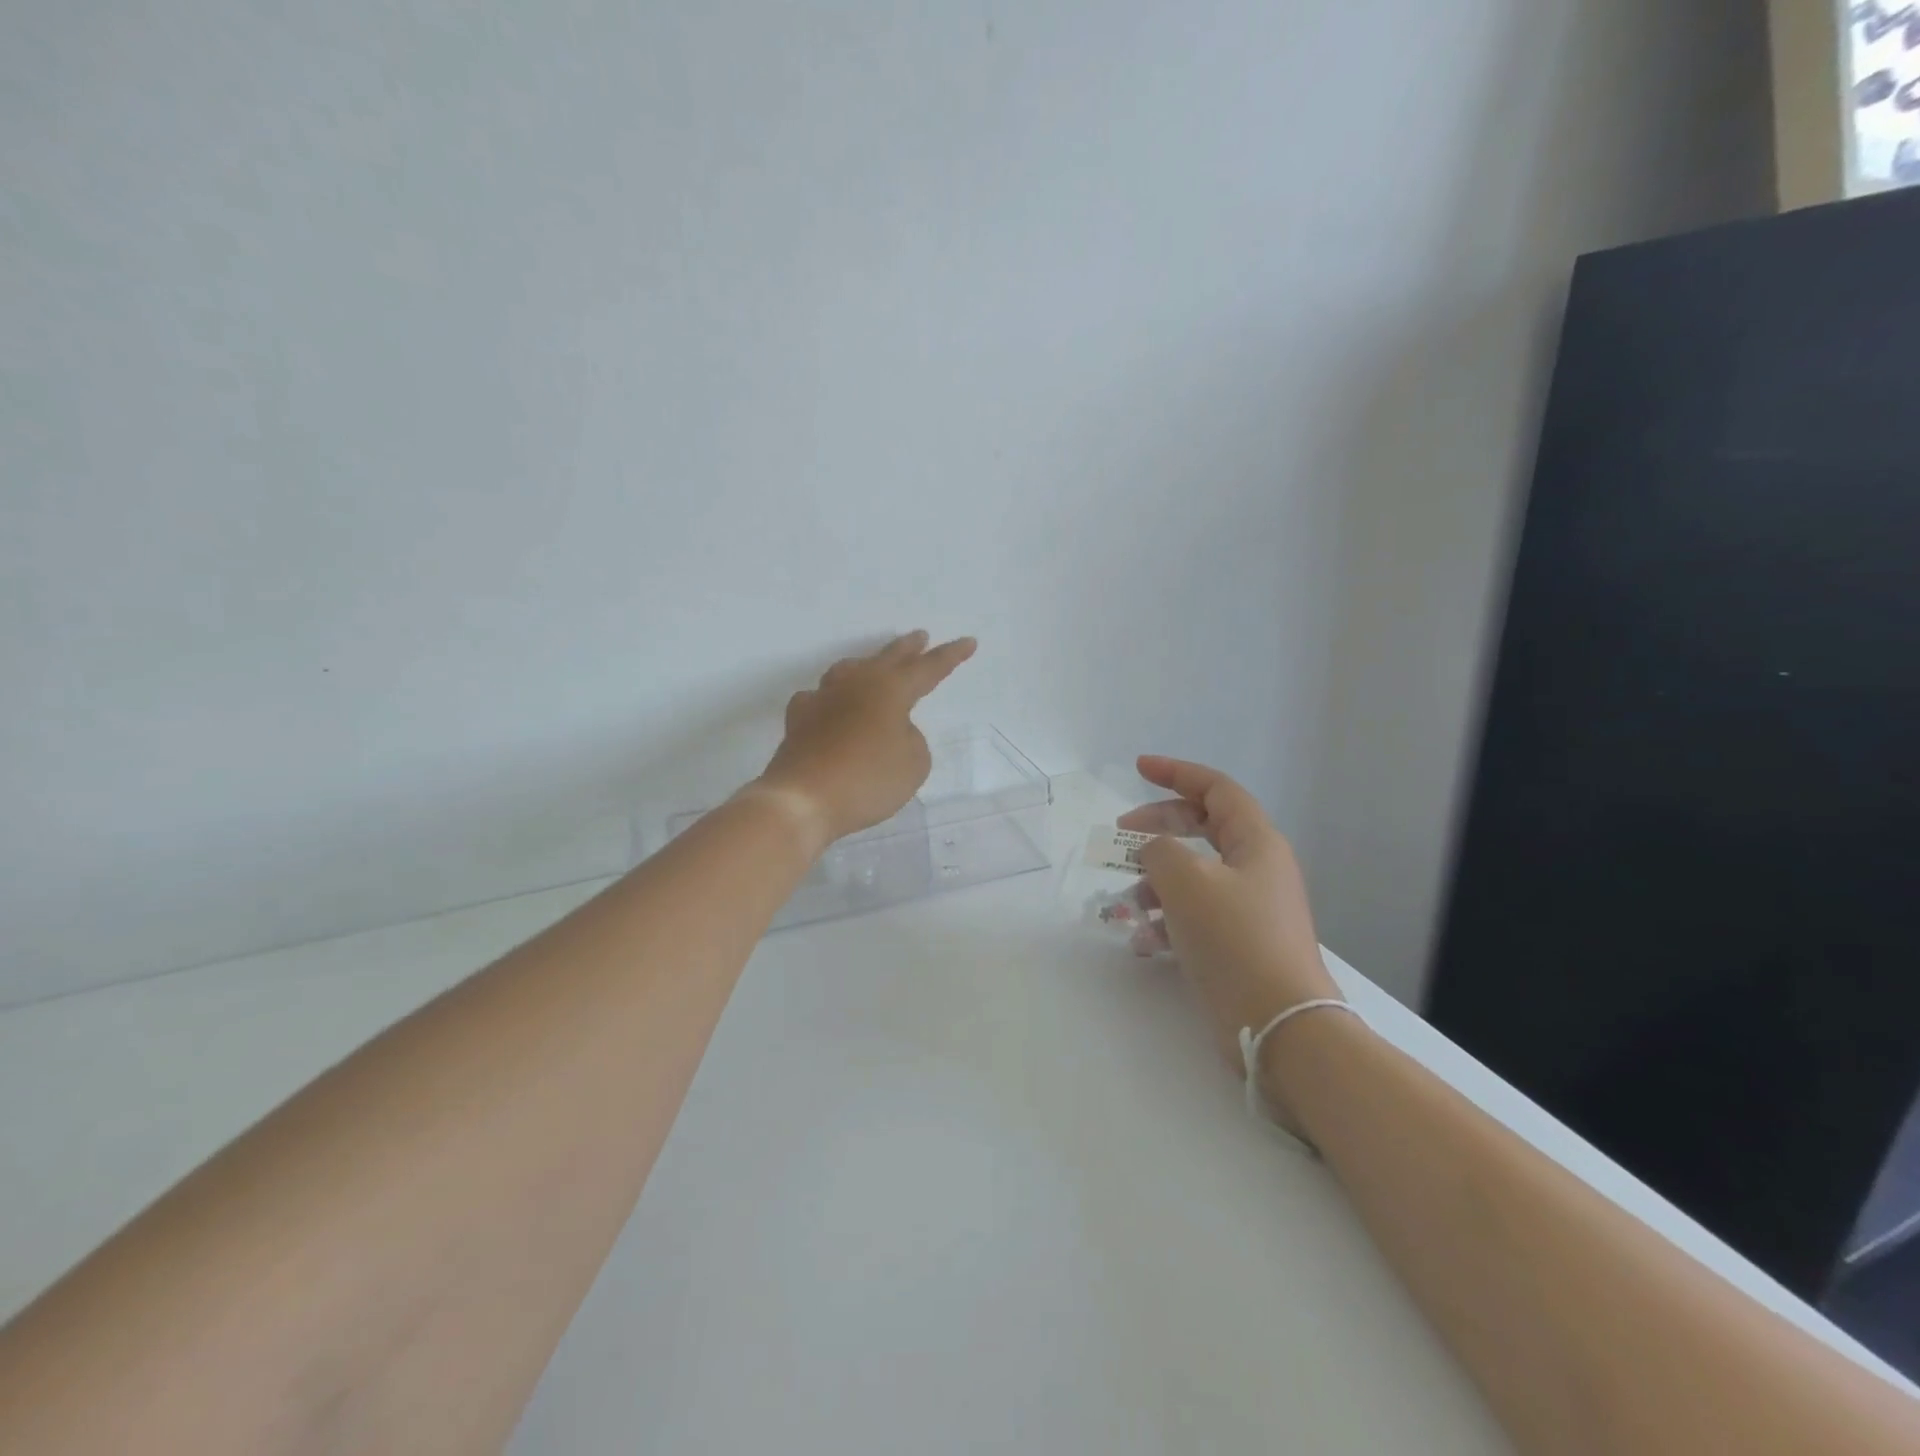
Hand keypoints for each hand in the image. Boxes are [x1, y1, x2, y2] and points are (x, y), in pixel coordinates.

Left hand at [754, 631, 977, 845]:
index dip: (950, 656)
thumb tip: (893, 730)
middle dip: (907, 648)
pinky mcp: (799, 720)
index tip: (968, 641)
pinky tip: (829, 704)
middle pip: (886, 658)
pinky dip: (830, 698)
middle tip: (920, 636)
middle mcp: (856, 685)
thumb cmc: (868, 779)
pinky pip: (818, 698)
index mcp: (890, 690)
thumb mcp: (914, 764)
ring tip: (873, 664)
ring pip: (848, 670)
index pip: (928, 668)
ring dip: (866, 664)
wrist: (803, 799)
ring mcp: (823, 699)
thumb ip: (912, 739)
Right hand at [1120, 757, 1342, 1083]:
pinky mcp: (1239, 944)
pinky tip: (1142, 941)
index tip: (1138, 768)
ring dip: (1156, 882)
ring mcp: (1250, 908)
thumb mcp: (1186, 881)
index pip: (1216, 789)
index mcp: (1256, 843)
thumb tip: (1154, 852)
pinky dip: (1167, 920)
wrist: (1279, 1025)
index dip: (1176, 772)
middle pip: (1202, 829)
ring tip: (1127, 904)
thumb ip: (1160, 849)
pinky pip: (1196, 916)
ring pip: (1194, 875)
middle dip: (1158, 828)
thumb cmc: (1234, 939)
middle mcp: (1257, 869)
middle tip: (1121, 836)